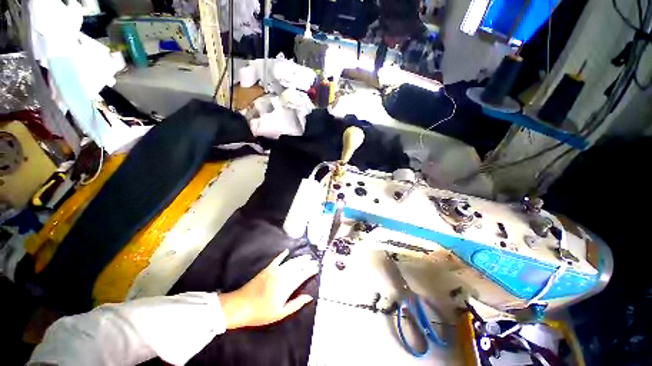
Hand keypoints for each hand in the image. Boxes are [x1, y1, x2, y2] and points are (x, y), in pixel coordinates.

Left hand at [218, 249, 317, 328]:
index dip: (310, 270)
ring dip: (299, 258)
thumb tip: (309, 296)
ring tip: (306, 256)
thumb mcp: (280, 313)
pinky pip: (277, 259)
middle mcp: (283, 275)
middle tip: (314, 260)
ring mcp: (274, 270)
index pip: (302, 275)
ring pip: (290, 262)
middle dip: (307, 262)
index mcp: (287, 286)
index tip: (317, 267)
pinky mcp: (267, 269)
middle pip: (298, 266)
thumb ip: (296, 303)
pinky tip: (287, 251)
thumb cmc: (261, 312)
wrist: (240, 306)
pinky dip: (282, 254)